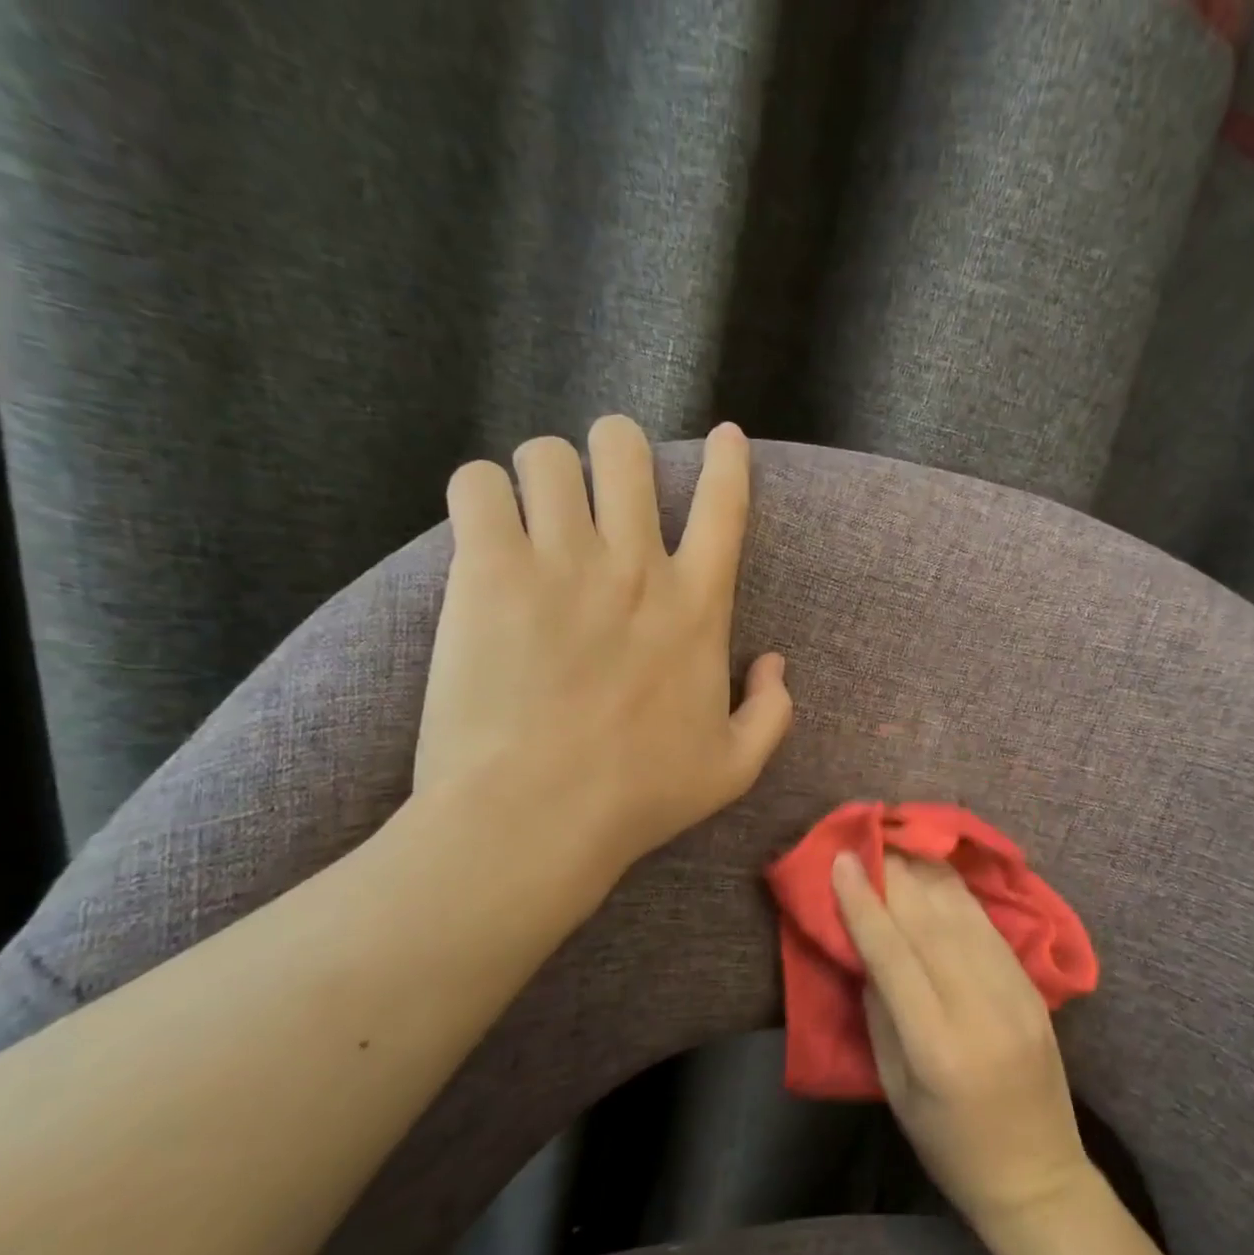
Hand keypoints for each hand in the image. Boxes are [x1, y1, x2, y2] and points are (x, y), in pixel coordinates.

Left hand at [413, 416, 792, 888]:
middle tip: (599, 485)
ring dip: (543, 474)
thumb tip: (776, 663)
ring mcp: (562, 562)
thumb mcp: (735, 768)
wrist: (538, 817)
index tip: (726, 437)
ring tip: (533, 510)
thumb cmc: (640, 796)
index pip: (725, 508)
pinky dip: (480, 496)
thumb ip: (772, 712)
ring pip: (547, 455)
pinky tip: (484, 531)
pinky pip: (478, 483)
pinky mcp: (490, 571)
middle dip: (615, 450)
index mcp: (698, 608)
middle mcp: (636, 567)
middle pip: (625, 449)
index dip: (728, 462)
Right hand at [833, 851, 1093, 1234]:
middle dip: (895, 875)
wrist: (1039, 1176)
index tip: (842, 862)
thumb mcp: (897, 1091)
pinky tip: (941, 874)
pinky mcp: (1034, 991)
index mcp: (937, 1047)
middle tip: (868, 839)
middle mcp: (980, 1010)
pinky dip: (961, 896)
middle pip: (931, 925)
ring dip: (928, 874)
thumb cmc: (950, 1147)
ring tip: (901, 843)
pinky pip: (991, 930)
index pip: (894, 956)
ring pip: (964, 918)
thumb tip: (869, 949)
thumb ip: (882, 1014)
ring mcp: (1016, 996)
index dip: (865, 903)